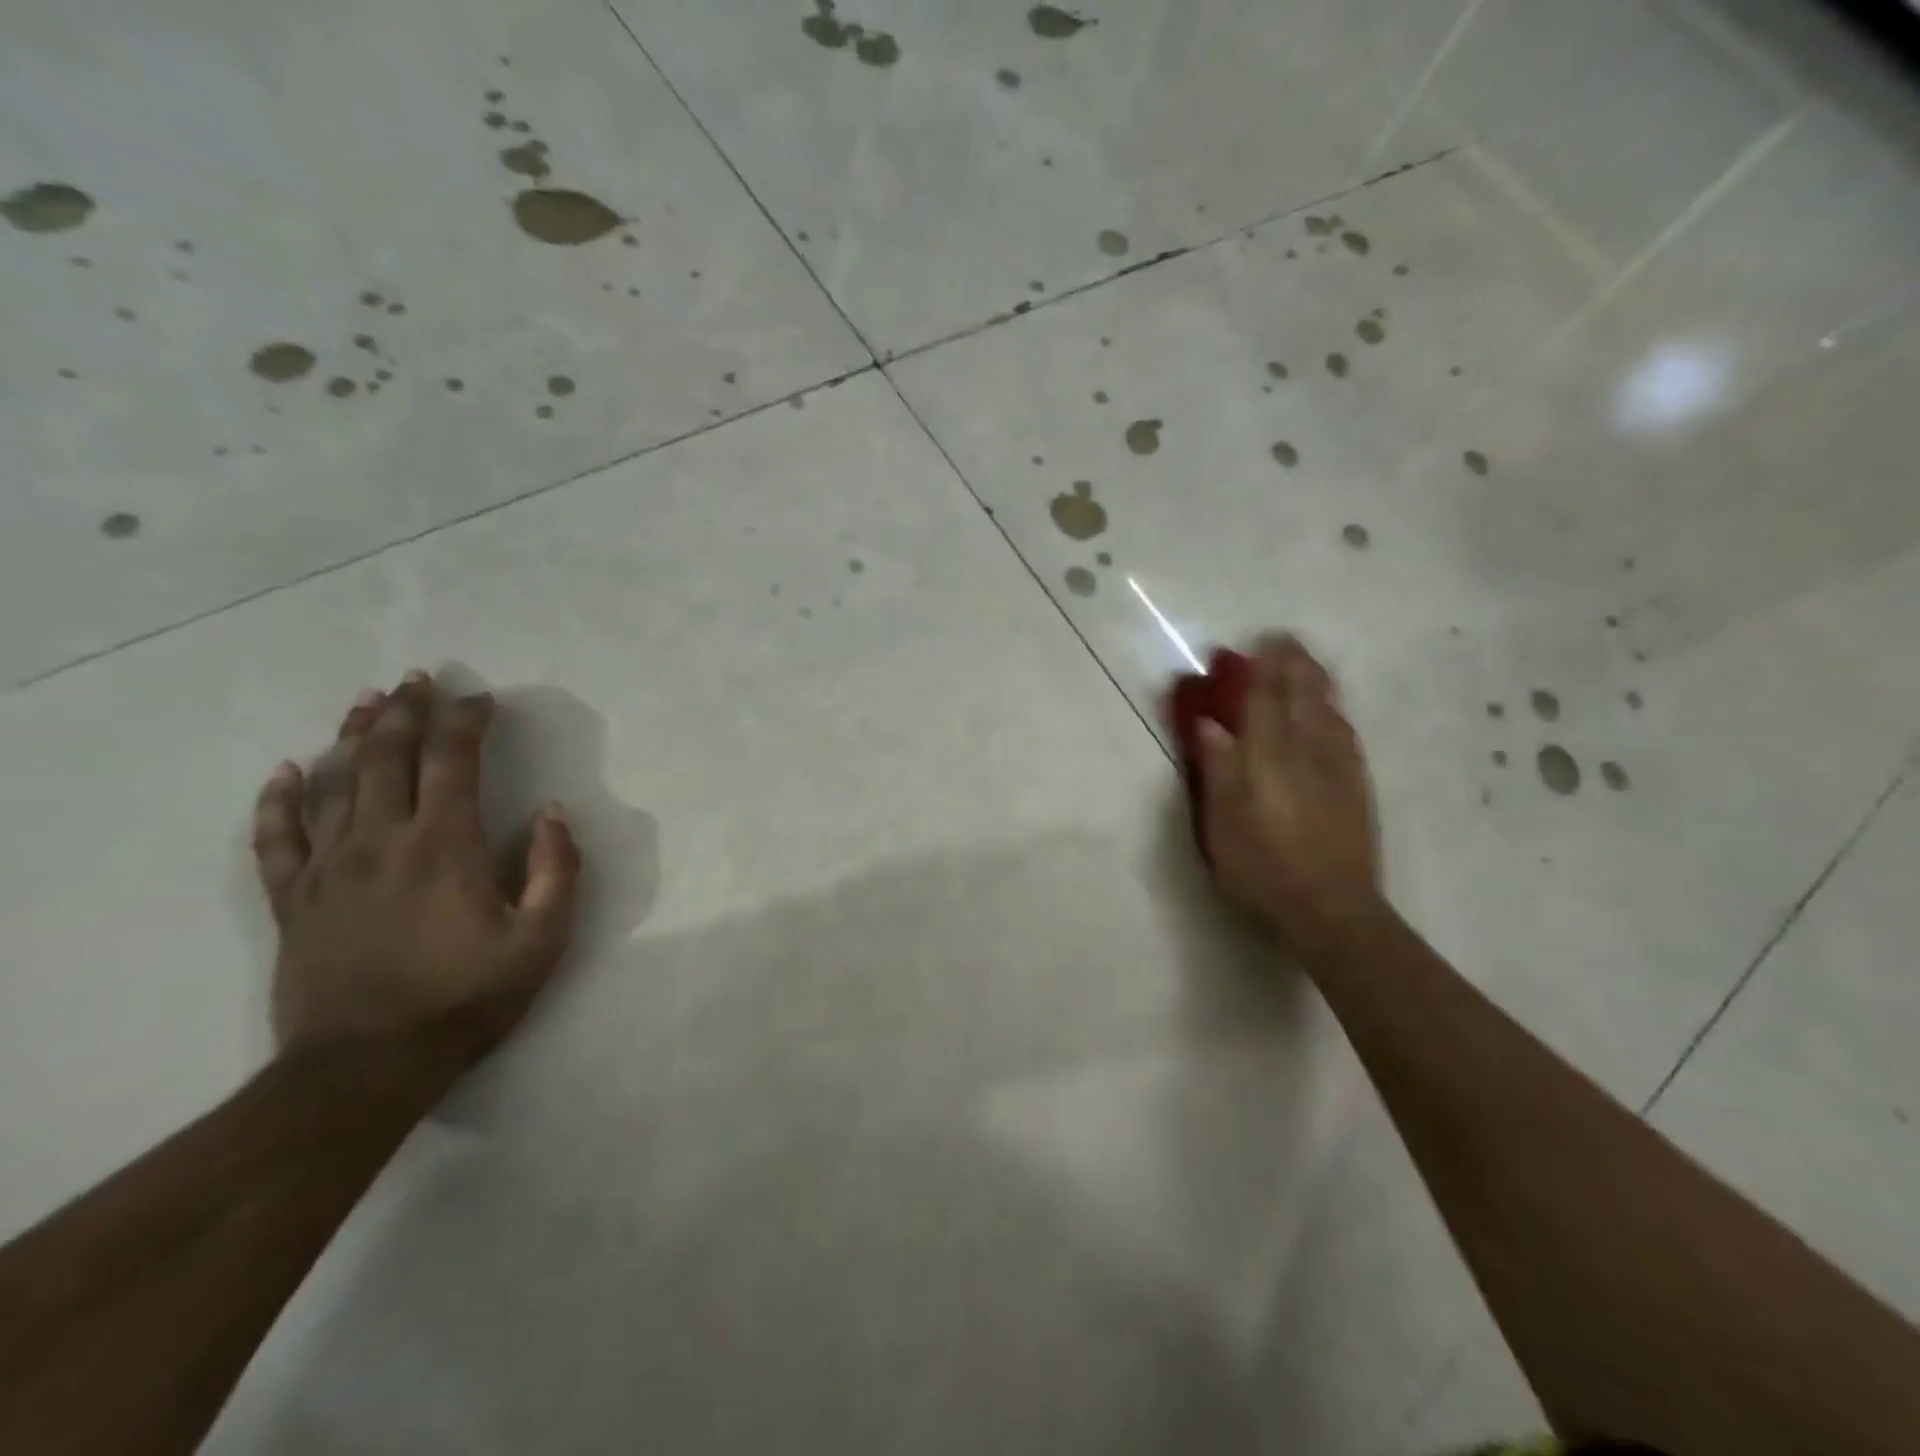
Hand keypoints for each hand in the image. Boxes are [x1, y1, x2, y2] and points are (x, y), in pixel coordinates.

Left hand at [251, 672, 580, 1067]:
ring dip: (354, 737)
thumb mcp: (541, 938)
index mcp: (445, 845)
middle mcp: (381, 841)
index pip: (455, 761)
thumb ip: (557, 869)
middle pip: (389, 758)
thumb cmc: (466, 997)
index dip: (467, 721)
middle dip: (407, 712)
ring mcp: (329, 868)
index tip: (481, 698)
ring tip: (367, 702)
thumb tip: (553, 813)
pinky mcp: (293, 900)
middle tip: (418, 679)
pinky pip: (276, 838)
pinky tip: (287, 771)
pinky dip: (279, 800)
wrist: (366, 1065)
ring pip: (334, 784)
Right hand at [1189, 635, 1384, 948]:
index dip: (1262, 669)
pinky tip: (1332, 712)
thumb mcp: (1223, 825)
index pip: (1265, 701)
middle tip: (1285, 640)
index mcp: (1269, 758)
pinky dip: (1334, 711)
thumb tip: (1210, 725)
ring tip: (1307, 663)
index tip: (1260, 641)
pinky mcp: (1356, 786)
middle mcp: (1307, 752)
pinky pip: (1345, 733)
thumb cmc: (1263, 869)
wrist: (1331, 909)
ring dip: (1316, 682)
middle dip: (1293, 665)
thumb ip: (1219, 770)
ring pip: (1328, 711)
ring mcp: (1337, 768)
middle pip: (1302, 697)